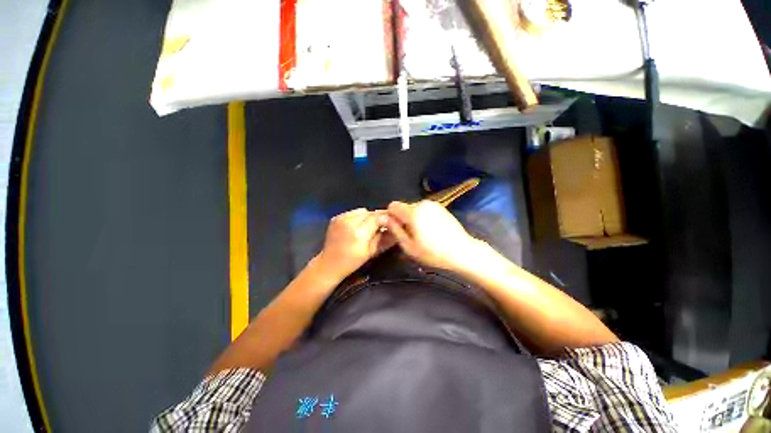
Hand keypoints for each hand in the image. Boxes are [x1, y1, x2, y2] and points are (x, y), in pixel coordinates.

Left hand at [315, 208, 392, 281]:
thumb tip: (396, 229)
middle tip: (381, 226)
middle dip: (377, 218)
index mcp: (359, 233)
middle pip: (370, 212)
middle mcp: (349, 222)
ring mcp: (341, 218)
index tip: (393, 221)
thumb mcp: (371, 252)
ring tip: (367, 227)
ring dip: (367, 217)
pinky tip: (357, 227)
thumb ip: (384, 238)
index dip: (386, 218)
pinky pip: (352, 213)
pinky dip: (358, 217)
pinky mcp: (336, 217)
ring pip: (362, 211)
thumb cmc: (352, 262)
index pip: (377, 217)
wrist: (329, 264)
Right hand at [384, 201, 484, 272]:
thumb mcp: (409, 245)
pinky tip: (431, 230)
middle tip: (410, 235)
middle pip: (404, 207)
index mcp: (413, 212)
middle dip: (403, 218)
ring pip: (414, 208)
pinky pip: (424, 209)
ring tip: (422, 234)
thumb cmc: (433, 253)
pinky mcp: (441, 207)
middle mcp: (422, 204)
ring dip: (413, 218)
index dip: (391, 216)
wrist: (462, 251)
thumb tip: (382, 217)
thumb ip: (394, 229)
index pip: (393, 205)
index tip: (396, 228)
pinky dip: (423, 217)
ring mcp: (433, 204)